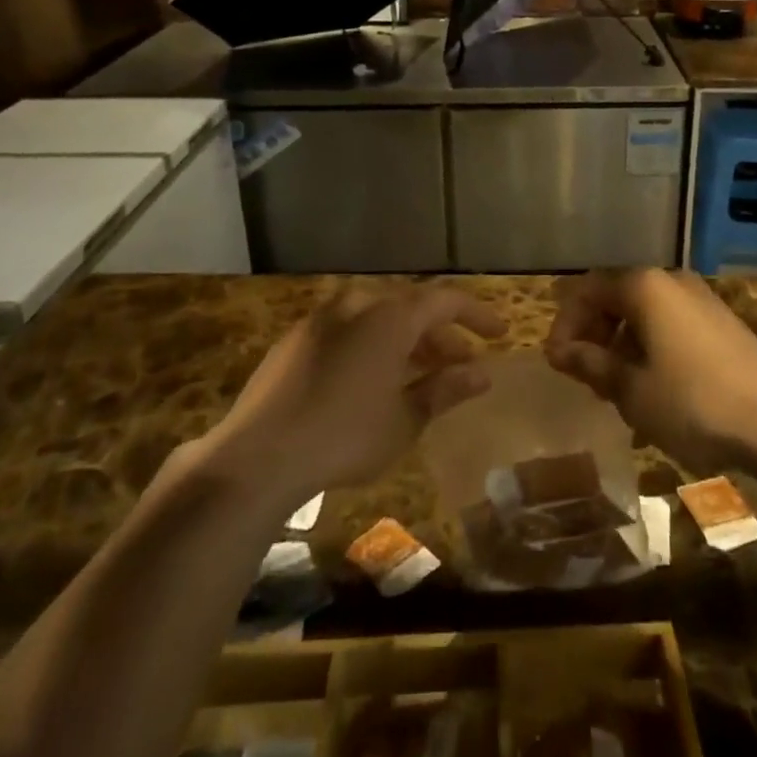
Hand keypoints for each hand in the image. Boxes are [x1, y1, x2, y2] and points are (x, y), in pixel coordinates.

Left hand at [204, 285, 502, 502]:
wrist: (257, 456)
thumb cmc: (344, 437)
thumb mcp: (405, 420)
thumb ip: (445, 390)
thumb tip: (483, 374)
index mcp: (390, 316)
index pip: (445, 300)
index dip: (476, 315)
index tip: (499, 334)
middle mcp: (357, 304)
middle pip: (411, 306)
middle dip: (441, 333)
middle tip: (461, 363)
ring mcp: (322, 318)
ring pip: (378, 316)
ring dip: (407, 339)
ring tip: (422, 373)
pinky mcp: (296, 339)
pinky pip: (349, 328)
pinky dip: (373, 343)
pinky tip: (374, 378)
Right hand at [544, 270, 756, 472]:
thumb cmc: (692, 403)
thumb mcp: (632, 390)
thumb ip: (592, 364)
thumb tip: (560, 351)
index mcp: (646, 286)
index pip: (589, 290)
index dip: (566, 324)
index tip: (556, 362)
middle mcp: (673, 281)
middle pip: (618, 297)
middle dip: (594, 334)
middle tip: (583, 375)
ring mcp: (703, 300)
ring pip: (646, 313)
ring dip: (622, 344)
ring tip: (616, 387)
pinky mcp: (724, 324)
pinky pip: (672, 325)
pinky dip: (651, 348)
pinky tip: (653, 387)